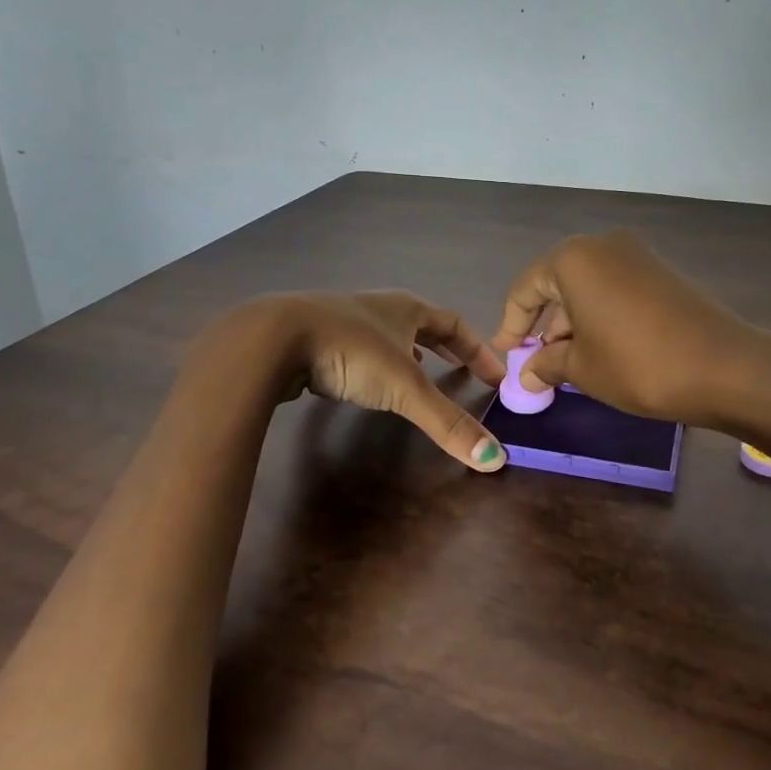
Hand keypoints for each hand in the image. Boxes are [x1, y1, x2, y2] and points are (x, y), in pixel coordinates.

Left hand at [273, 290, 510, 470]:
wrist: (274, 338)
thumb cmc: (351, 351)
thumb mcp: (404, 388)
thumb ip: (447, 422)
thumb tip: (495, 460)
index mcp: (407, 309)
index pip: (455, 324)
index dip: (478, 349)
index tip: (496, 374)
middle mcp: (380, 309)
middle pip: (424, 325)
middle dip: (448, 348)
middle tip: (467, 370)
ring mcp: (346, 320)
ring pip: (390, 335)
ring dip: (411, 353)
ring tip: (423, 374)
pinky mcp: (318, 338)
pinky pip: (361, 350)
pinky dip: (378, 364)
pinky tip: (370, 382)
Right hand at [490, 230, 764, 429]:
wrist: (724, 367)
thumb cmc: (637, 364)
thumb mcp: (582, 368)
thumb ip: (546, 364)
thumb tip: (527, 374)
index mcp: (573, 259)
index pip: (526, 289)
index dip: (510, 325)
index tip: (506, 355)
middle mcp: (602, 245)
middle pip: (557, 284)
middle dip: (544, 325)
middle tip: (536, 364)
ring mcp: (636, 256)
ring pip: (587, 287)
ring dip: (572, 324)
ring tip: (567, 365)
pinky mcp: (661, 272)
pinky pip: (614, 290)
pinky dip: (599, 316)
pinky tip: (600, 350)